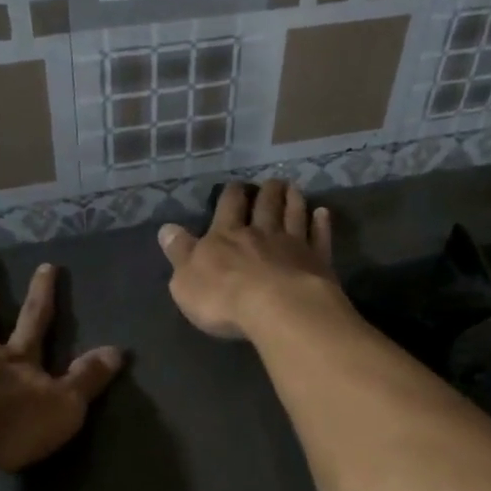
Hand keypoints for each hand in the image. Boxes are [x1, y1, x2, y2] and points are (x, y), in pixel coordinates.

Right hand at [158, 179, 345, 339]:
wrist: (277, 309)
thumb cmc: (223, 298)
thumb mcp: (186, 280)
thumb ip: (179, 252)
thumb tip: (167, 229)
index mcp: (226, 237)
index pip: (228, 208)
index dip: (231, 196)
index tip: (236, 186)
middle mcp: (261, 234)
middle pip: (265, 206)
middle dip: (267, 192)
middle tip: (272, 181)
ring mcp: (293, 245)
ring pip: (294, 215)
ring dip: (293, 201)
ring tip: (293, 188)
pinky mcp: (318, 262)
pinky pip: (320, 237)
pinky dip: (321, 224)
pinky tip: (323, 213)